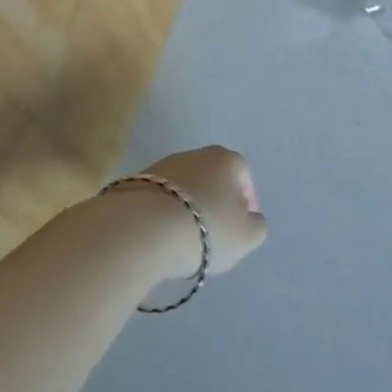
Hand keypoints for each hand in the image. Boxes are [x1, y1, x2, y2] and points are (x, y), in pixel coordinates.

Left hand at [123, 145, 267, 277]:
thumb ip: (256, 225)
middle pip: (212, 177)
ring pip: (184, 187)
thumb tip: (250, 218)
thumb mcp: (247, 236)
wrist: (142, 228)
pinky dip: (164, 213)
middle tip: (214, 231)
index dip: (246, 200)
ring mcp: (162, 165)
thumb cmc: (206, 228)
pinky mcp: (135, 182)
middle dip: (216, 201)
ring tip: (185, 237)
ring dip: (188, 207)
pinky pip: (159, 198)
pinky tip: (161, 235)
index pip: (243, 175)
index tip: (241, 225)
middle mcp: (195, 154)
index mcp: (227, 160)